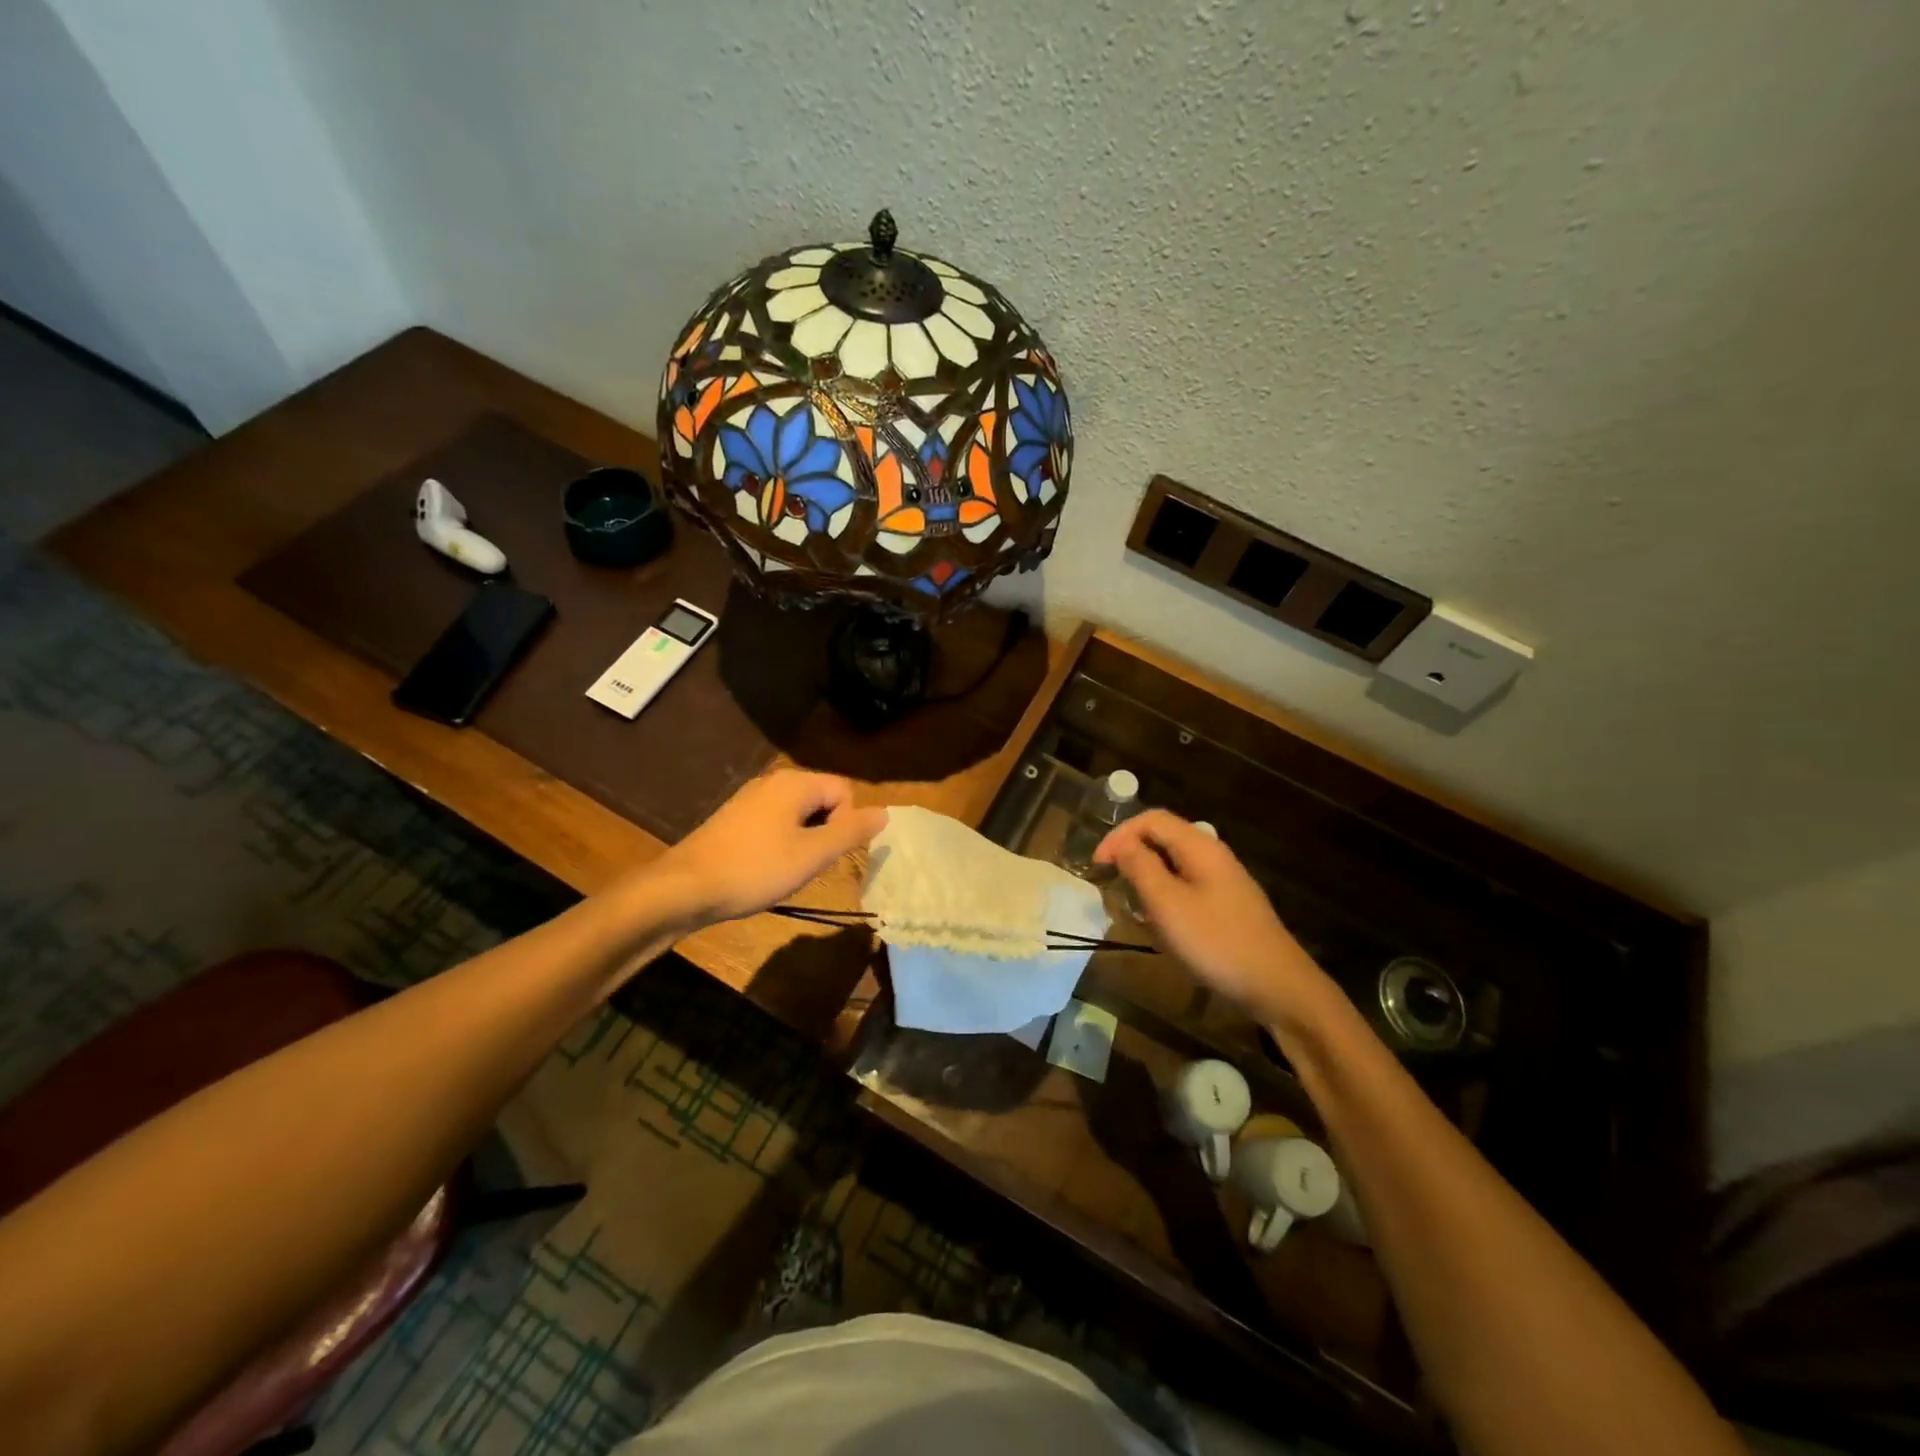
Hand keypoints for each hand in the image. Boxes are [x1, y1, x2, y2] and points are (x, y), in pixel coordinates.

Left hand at [654, 770, 887, 924]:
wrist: (684, 888)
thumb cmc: (755, 869)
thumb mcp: (812, 855)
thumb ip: (851, 832)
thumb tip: (885, 812)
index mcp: (795, 783)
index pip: (844, 792)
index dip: (846, 824)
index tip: (826, 855)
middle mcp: (773, 781)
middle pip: (822, 799)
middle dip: (825, 832)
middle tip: (809, 865)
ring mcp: (750, 798)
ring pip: (798, 814)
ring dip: (803, 840)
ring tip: (787, 870)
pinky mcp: (734, 818)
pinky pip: (774, 822)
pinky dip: (780, 843)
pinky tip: (765, 868)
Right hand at [1095, 810, 1333, 1026]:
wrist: (1278, 986)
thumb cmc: (1216, 941)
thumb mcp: (1167, 904)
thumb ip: (1140, 866)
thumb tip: (1121, 843)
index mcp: (1199, 846)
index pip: (1151, 820)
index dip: (1119, 835)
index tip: (1097, 865)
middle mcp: (1213, 855)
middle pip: (1163, 839)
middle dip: (1132, 856)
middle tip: (1111, 884)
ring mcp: (1224, 881)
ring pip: (1174, 865)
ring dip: (1147, 880)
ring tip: (1133, 908)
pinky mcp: (1228, 906)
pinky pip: (1188, 888)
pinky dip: (1166, 898)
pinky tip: (1162, 926)